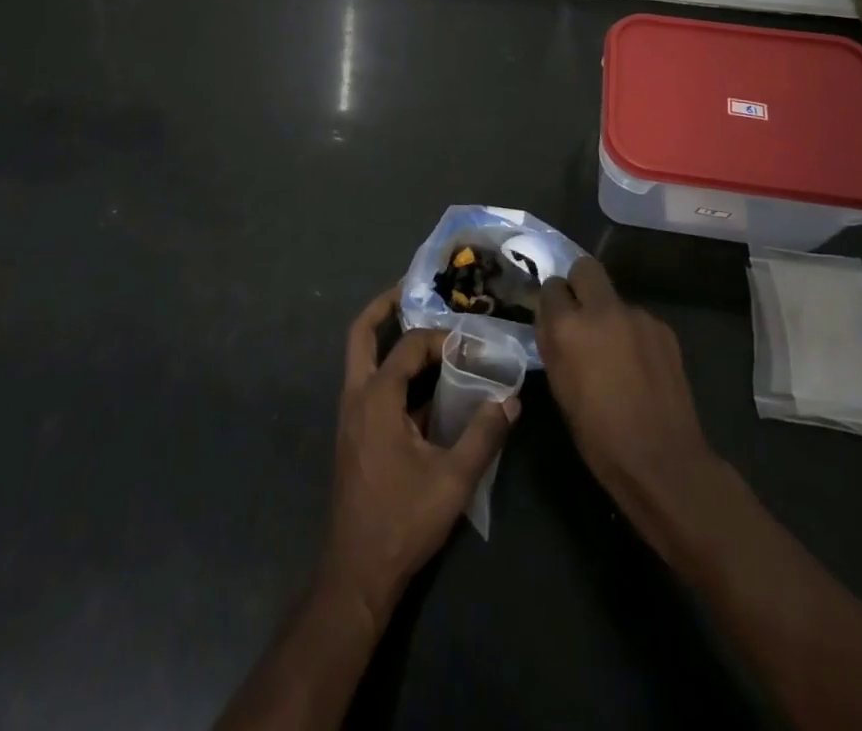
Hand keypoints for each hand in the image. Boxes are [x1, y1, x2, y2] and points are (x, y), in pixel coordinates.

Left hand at [321, 285, 518, 625]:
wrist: (358, 572)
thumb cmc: (402, 520)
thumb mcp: (453, 479)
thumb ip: (483, 435)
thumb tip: (510, 400)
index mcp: (376, 397)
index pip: (409, 346)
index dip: (440, 338)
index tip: (470, 343)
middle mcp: (356, 396)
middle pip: (362, 334)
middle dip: (385, 307)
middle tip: (413, 289)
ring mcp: (351, 416)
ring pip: (362, 359)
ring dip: (387, 338)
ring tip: (424, 330)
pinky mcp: (355, 434)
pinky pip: (370, 384)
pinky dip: (392, 371)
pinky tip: (425, 386)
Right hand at [537, 258, 728, 560]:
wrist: (662, 460)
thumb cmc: (598, 434)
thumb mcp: (559, 387)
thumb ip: (552, 343)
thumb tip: (550, 320)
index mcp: (569, 326)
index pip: (551, 287)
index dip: (552, 302)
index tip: (554, 318)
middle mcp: (603, 310)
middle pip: (585, 268)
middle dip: (579, 284)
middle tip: (580, 315)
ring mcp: (638, 316)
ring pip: (614, 298)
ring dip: (608, 315)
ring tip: (614, 352)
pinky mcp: (664, 330)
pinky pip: (638, 320)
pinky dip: (632, 333)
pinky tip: (638, 365)